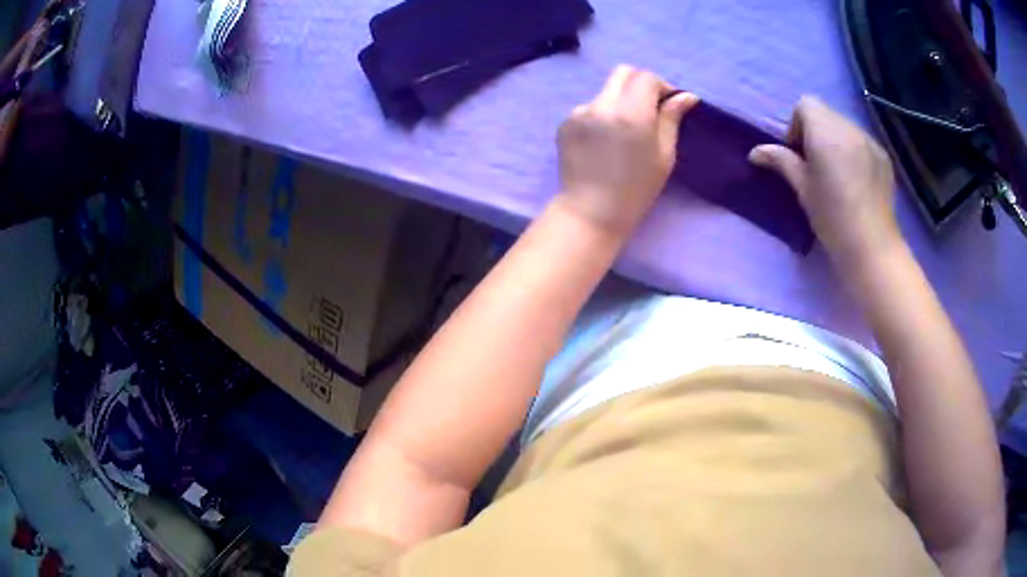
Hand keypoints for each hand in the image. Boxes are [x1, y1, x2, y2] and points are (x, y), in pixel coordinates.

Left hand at [556, 65, 698, 236]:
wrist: (591, 211)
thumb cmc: (636, 189)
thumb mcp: (664, 155)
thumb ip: (671, 119)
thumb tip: (686, 96)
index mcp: (630, 113)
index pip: (646, 78)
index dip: (661, 85)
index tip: (668, 103)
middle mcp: (601, 105)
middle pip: (623, 73)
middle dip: (640, 83)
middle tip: (651, 108)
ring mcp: (579, 112)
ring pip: (606, 91)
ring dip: (621, 101)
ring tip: (625, 132)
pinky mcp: (565, 122)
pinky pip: (590, 108)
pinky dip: (602, 115)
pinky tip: (605, 142)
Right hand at [749, 96, 902, 266]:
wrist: (871, 247)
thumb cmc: (831, 217)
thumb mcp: (802, 188)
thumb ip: (781, 161)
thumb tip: (755, 152)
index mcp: (825, 131)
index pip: (805, 104)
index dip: (798, 125)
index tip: (800, 155)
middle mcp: (849, 128)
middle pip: (825, 113)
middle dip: (817, 132)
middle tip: (817, 167)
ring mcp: (870, 141)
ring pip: (845, 127)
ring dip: (836, 142)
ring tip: (839, 176)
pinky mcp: (884, 157)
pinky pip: (863, 142)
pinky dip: (855, 152)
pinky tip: (857, 182)